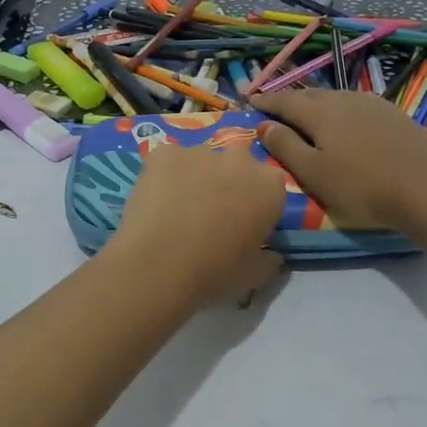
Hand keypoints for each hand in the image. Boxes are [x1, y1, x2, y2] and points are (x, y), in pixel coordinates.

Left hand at [109, 141, 285, 307]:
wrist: (157, 265)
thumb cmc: (214, 272)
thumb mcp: (254, 275)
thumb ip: (269, 259)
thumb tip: (271, 254)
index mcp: (269, 185)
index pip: (270, 186)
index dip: (257, 203)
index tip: (244, 223)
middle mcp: (239, 159)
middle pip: (238, 164)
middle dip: (228, 181)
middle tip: (211, 213)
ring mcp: (200, 151)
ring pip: (202, 160)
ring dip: (196, 177)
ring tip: (177, 208)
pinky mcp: (164, 152)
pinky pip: (168, 160)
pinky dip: (164, 175)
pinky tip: (155, 200)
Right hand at [248, 89, 426, 233]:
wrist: (422, 190)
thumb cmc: (360, 187)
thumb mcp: (313, 173)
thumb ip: (285, 146)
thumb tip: (264, 125)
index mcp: (320, 113)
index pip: (285, 101)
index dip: (266, 100)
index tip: (249, 100)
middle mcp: (344, 99)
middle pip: (309, 94)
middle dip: (289, 99)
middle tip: (274, 106)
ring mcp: (371, 103)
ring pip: (335, 96)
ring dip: (316, 102)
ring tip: (307, 112)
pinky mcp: (392, 113)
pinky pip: (357, 103)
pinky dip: (341, 108)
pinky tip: (345, 119)